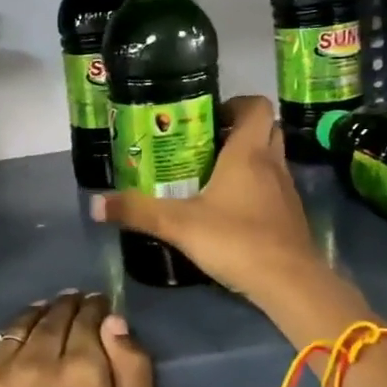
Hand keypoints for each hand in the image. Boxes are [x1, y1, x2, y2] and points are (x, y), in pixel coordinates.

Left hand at [0, 290, 156, 386]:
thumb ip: (134, 369)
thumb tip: (114, 321)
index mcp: (81, 369)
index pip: (89, 316)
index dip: (96, 307)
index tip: (99, 308)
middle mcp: (35, 362)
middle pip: (51, 315)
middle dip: (67, 307)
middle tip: (72, 307)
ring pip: (14, 327)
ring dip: (32, 319)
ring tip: (40, 322)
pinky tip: (3, 357)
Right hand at [90, 95, 324, 313]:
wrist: (290, 283)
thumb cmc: (236, 239)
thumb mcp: (178, 225)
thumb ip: (138, 212)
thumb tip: (96, 204)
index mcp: (248, 152)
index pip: (256, 106)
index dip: (235, 104)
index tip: (207, 117)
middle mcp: (272, 163)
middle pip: (264, 130)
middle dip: (237, 131)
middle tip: (204, 145)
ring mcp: (286, 190)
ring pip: (270, 159)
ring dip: (246, 160)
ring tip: (210, 176)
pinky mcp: (290, 216)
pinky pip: (272, 187)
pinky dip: (254, 188)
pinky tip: (228, 210)